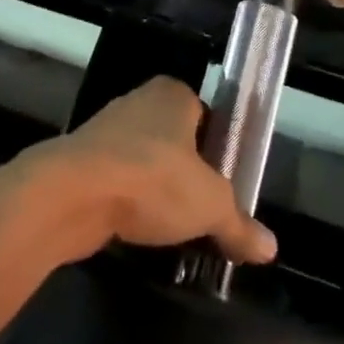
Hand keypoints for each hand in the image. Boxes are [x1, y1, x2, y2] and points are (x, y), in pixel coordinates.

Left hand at [48, 78, 276, 264]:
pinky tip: (137, 229)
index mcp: (173, 94)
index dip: (219, 150)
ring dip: (155, 190)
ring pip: (143, 161)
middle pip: (174, 140)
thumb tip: (271, 249)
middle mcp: (138, 102)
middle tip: (203, 210)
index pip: (206, 116)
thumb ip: (239, 224)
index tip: (226, 185)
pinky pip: (116, 180)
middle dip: (187, 173)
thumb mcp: (210, 206)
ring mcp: (104, 129)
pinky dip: (127, 202)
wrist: (71, 194)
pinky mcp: (80, 159)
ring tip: (172, 227)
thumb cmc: (152, 180)